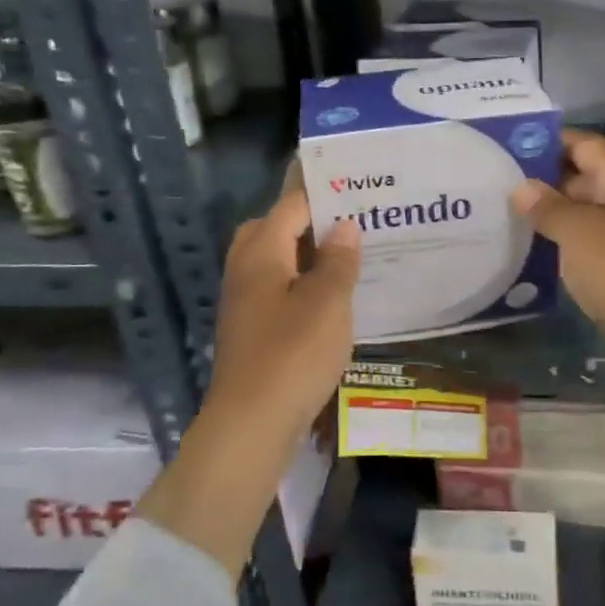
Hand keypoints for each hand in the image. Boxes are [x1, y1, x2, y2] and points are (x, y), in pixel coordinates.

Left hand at [202, 188, 360, 442]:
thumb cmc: (293, 354)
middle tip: (357, 219)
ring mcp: (245, 299)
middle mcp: (246, 267)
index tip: (358, 182)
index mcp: (261, 251)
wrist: (251, 423)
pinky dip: (305, 282)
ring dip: (311, 253)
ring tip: (353, 253)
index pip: (292, 203)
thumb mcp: (327, 301)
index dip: (324, 190)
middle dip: (314, 220)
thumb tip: (344, 226)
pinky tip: (335, 295)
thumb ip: (338, 259)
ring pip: (279, 259)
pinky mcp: (252, 327)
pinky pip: (280, 287)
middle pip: (277, 227)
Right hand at [512, 131, 604, 456]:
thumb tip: (522, 187)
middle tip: (494, 184)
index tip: (504, 147)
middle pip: (583, 175)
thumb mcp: (578, 232)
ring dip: (551, 214)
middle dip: (542, 181)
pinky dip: (566, 241)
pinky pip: (592, 240)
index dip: (544, 142)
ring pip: (585, 211)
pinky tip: (531, 248)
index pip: (581, 143)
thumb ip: (547, 206)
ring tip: (503, 213)